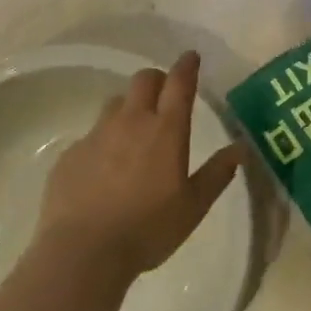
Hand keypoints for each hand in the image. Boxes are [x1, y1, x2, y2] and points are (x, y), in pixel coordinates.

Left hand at [37, 51, 242, 279]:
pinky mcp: (70, 155)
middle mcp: (130, 122)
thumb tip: (240, 148)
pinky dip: (104, 142)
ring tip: (134, 133)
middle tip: (164, 94)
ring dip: (129, 108)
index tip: (191, 57)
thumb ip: (217, 173)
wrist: (82, 253)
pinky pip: (91, 136)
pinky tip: (105, 170)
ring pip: (114, 104)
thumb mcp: (194, 206)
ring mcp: (96, 136)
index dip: (186, 66)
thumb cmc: (148, 229)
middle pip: (143, 81)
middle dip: (157, 80)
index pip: (179, 83)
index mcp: (166, 131)